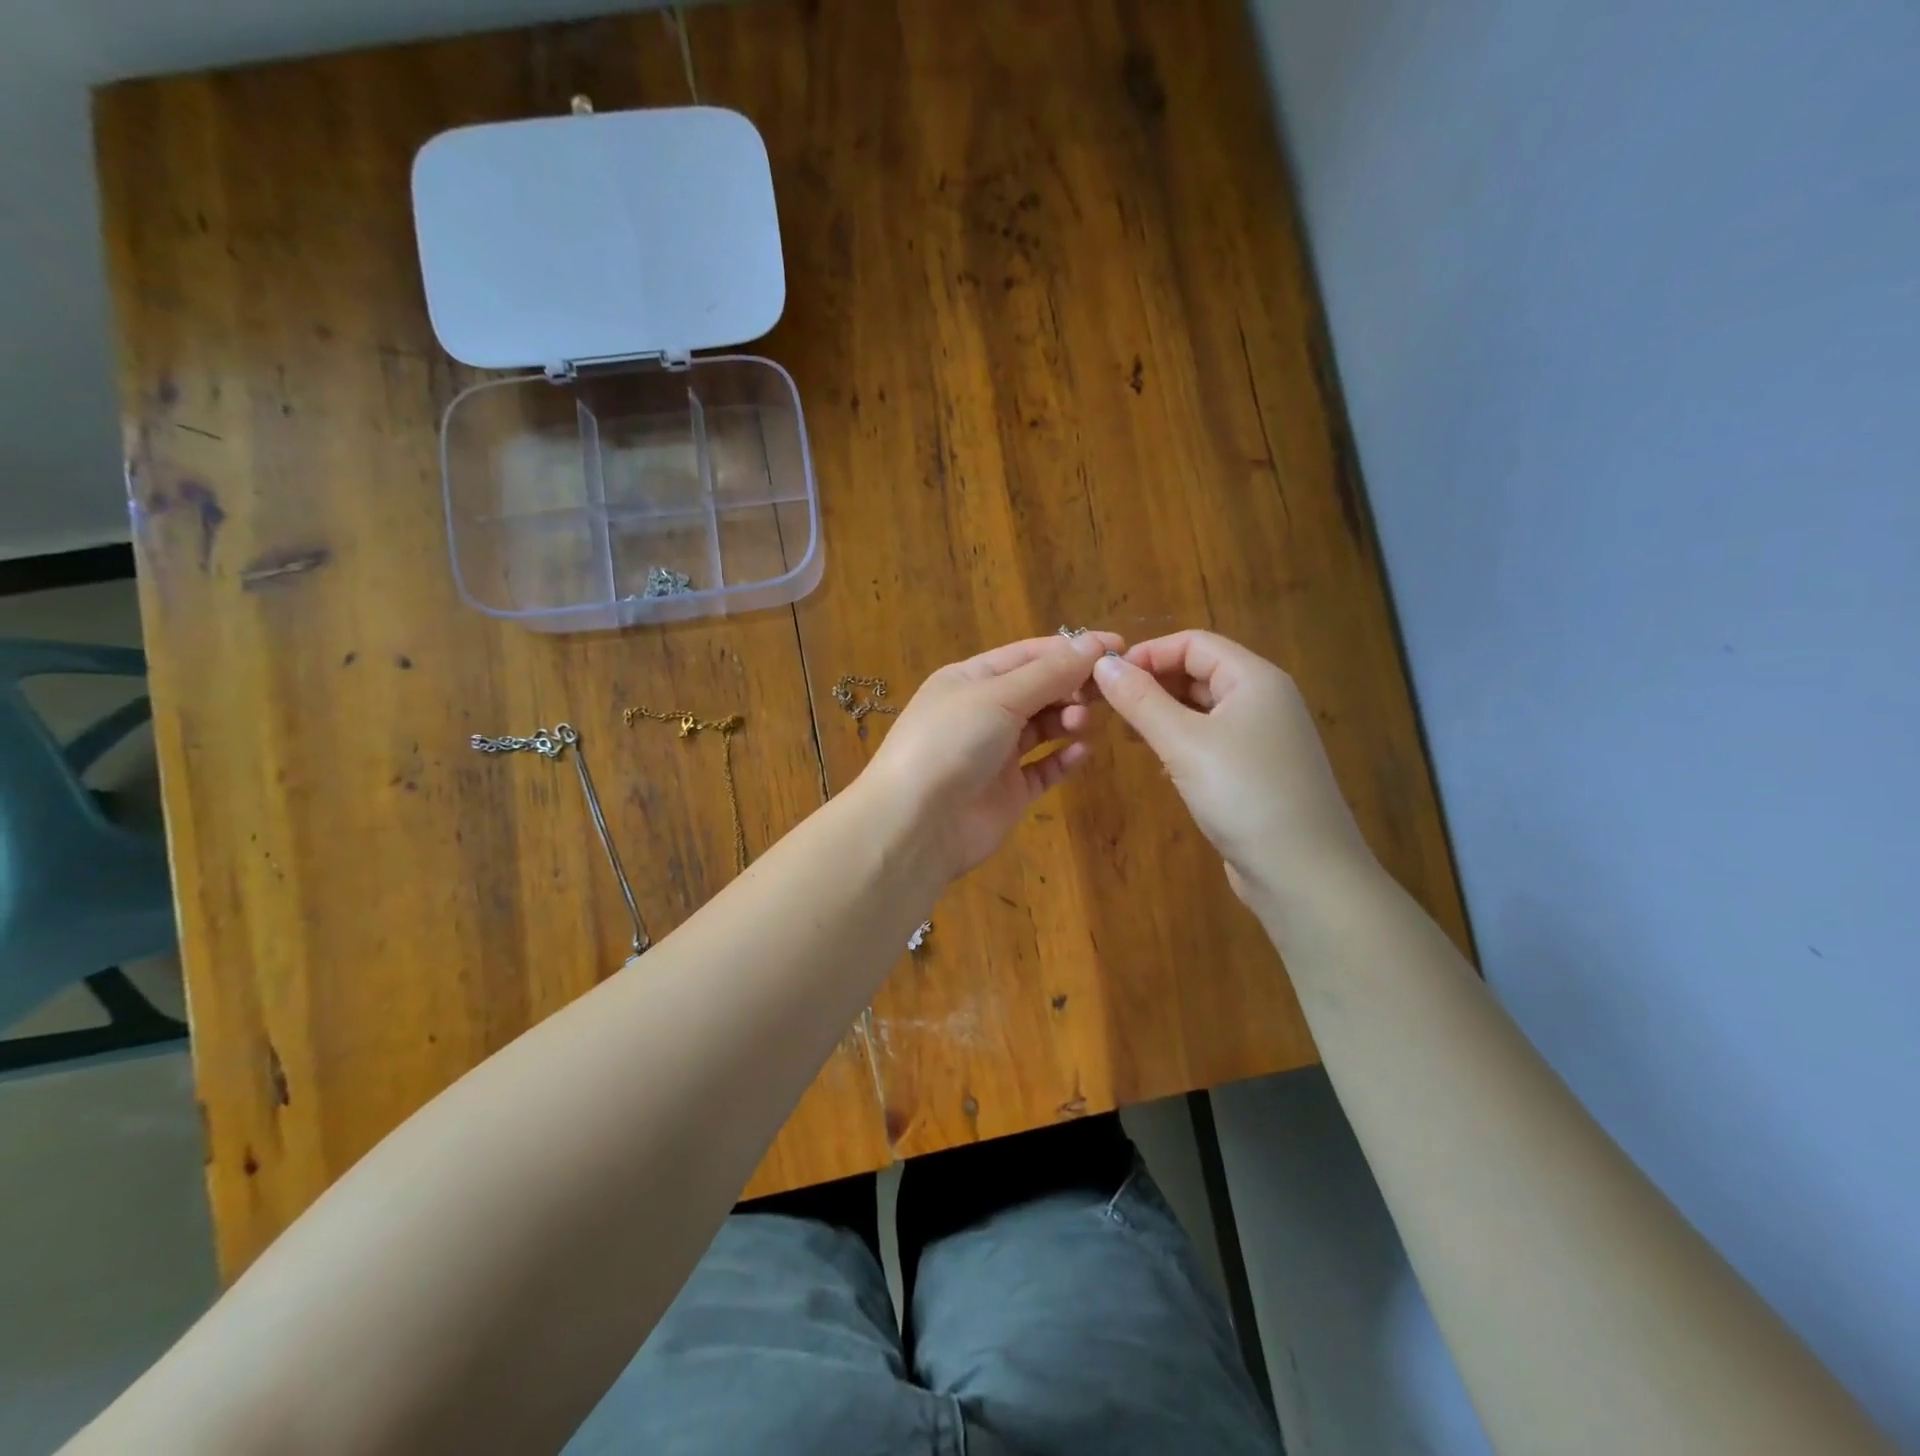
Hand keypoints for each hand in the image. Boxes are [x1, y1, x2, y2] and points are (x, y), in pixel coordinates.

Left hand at [862, 632, 1121, 878]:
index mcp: (971, 679)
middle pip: (1039, 689)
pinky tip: (1082, 751)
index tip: (1117, 646)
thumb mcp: (999, 696)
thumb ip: (1050, 672)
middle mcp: (983, 712)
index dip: (1071, 649)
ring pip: (1044, 728)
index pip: (1029, 654)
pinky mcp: (1009, 792)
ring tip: (1082, 721)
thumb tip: (1095, 643)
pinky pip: (1045, 768)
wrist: (917, 823)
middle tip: (1106, 690)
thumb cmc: (952, 742)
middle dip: (1072, 685)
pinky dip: (1064, 758)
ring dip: (1068, 719)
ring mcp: (996, 754)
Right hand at [1092, 630, 1374, 904]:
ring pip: (1202, 709)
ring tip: (1127, 735)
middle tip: (1108, 708)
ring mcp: (1262, 738)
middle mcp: (1263, 700)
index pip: (1193, 643)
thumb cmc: (1244, 795)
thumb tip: (1101, 663)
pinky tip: (1160, 766)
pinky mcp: (1256, 772)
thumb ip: (1140, 700)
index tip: (1105, 679)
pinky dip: (1180, 743)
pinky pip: (1211, 741)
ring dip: (1162, 714)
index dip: (1147, 654)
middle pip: (1199, 672)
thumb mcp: (1184, 742)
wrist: (1304, 874)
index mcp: (1254, 678)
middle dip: (1152, 684)